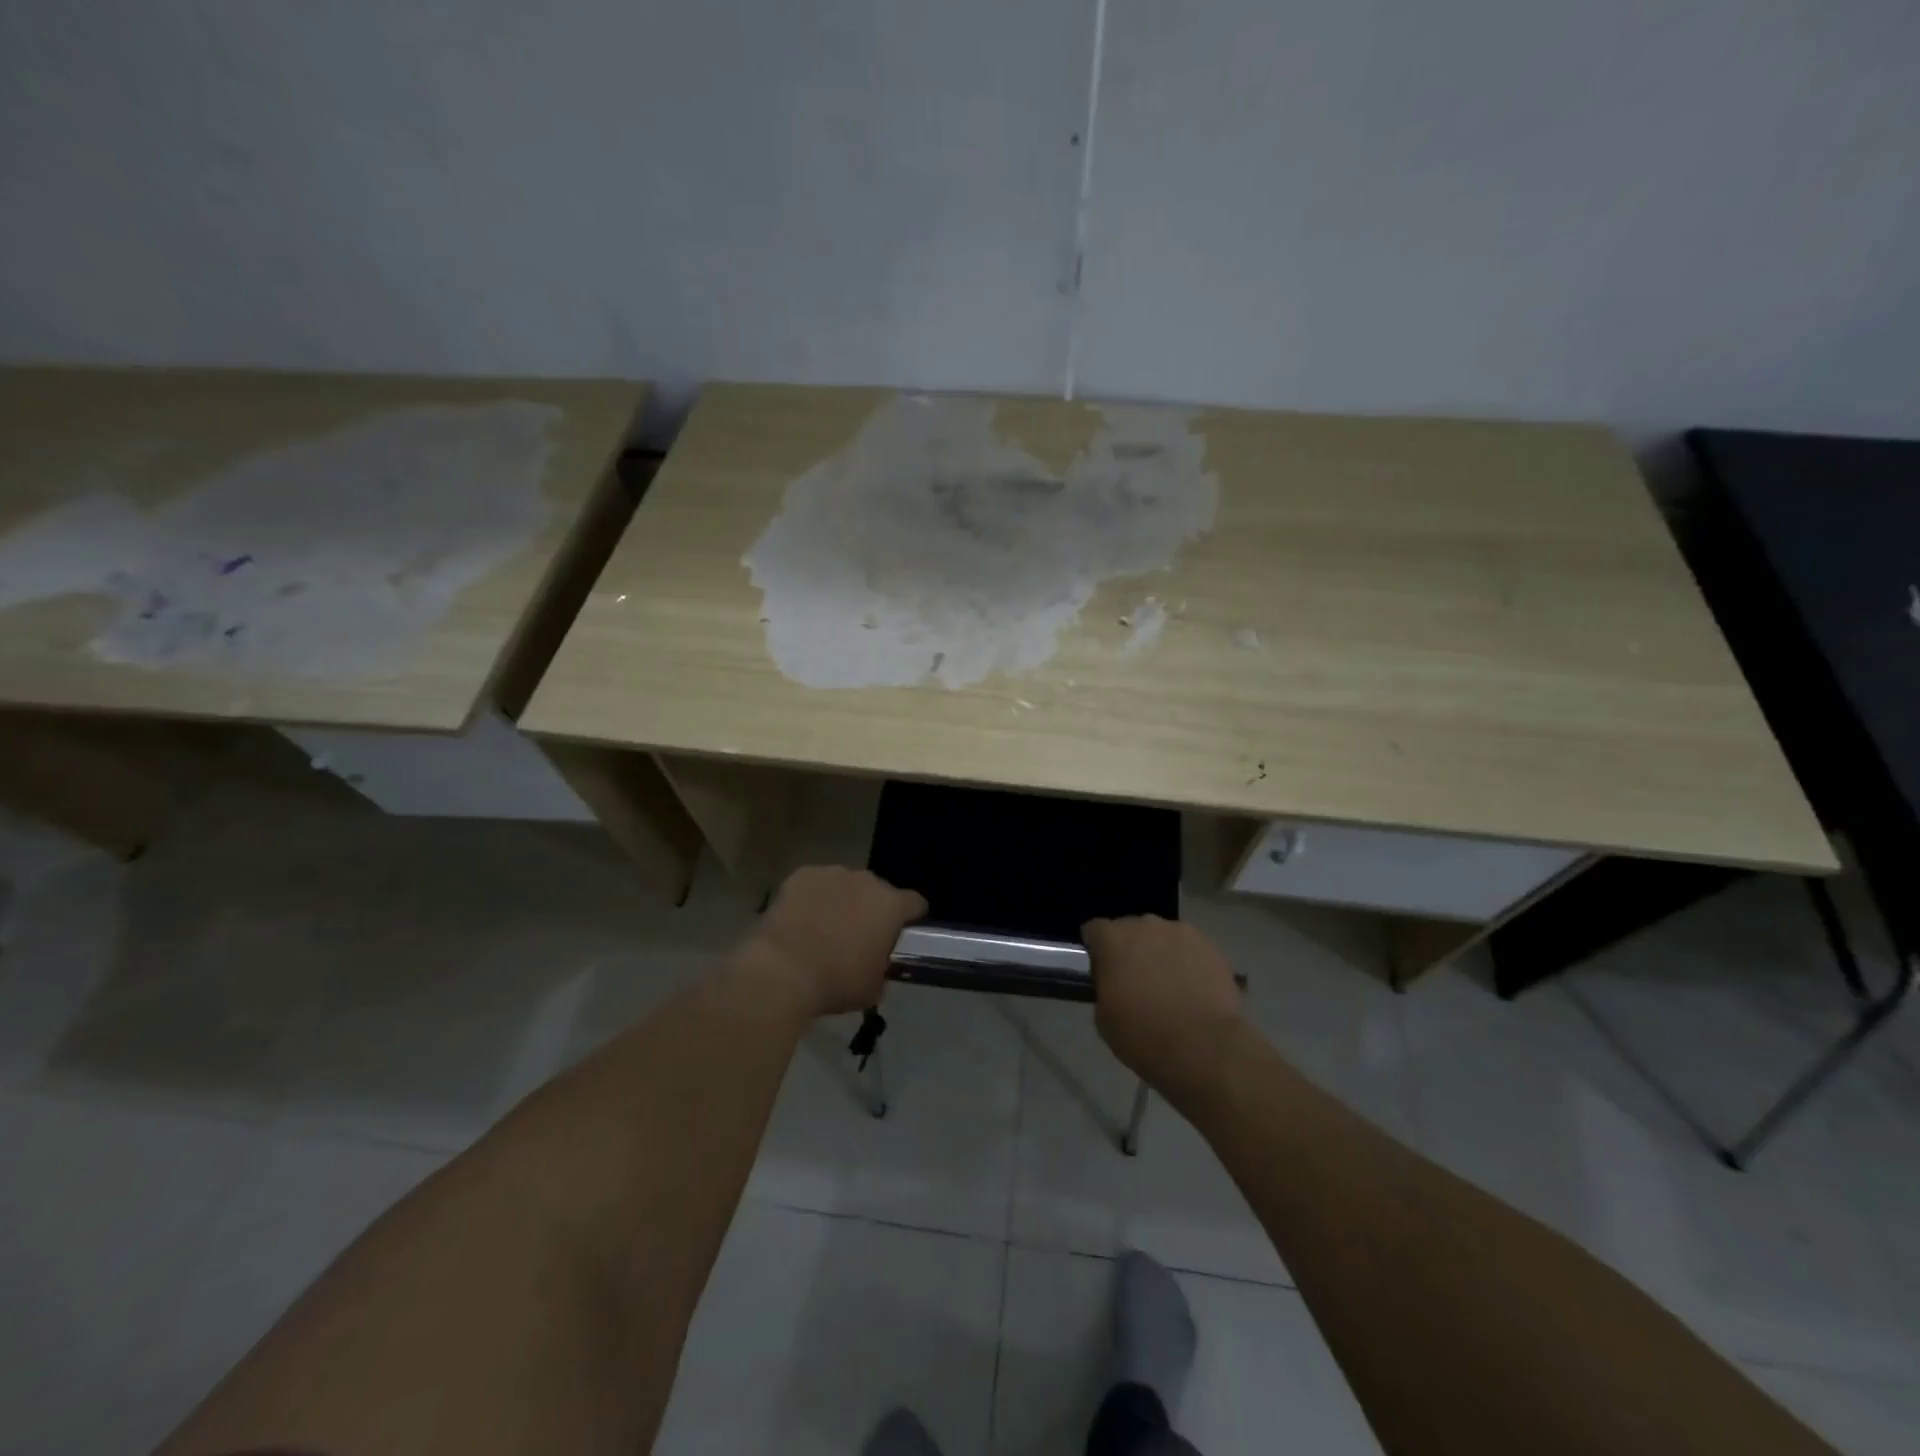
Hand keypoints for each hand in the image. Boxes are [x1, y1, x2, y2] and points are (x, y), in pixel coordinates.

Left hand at [744, 866, 926, 1017]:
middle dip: (872, 909)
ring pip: (846, 885)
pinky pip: (815, 884)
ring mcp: (832, 874)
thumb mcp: (873, 988)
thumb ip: (883, 968)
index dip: (912, 918)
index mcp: (891, 905)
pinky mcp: (802, 875)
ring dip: (842, 901)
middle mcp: (866, 881)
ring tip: (825, 928)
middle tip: (858, 936)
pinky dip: (813, 898)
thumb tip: (878, 964)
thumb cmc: (836, 982)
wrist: (782, 970)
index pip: (915, 903)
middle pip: (878, 891)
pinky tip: (801, 919)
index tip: (902, 934)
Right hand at [1083, 916, 1243, 1092]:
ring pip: (1162, 936)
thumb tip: (1113, 983)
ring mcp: (1180, 932)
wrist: (1204, 1047)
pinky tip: (1194, 988)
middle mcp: (1144, 925)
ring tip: (1170, 984)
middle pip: (1130, 929)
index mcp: (1112, 939)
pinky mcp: (1210, 945)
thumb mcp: (1103, 1018)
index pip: (1094, 930)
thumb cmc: (1144, 1036)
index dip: (1096, 950)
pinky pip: (1190, 948)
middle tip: (1136, 980)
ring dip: (1160, 952)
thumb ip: (1104, 988)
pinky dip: (1188, 961)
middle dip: (1130, 949)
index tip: (1102, 971)